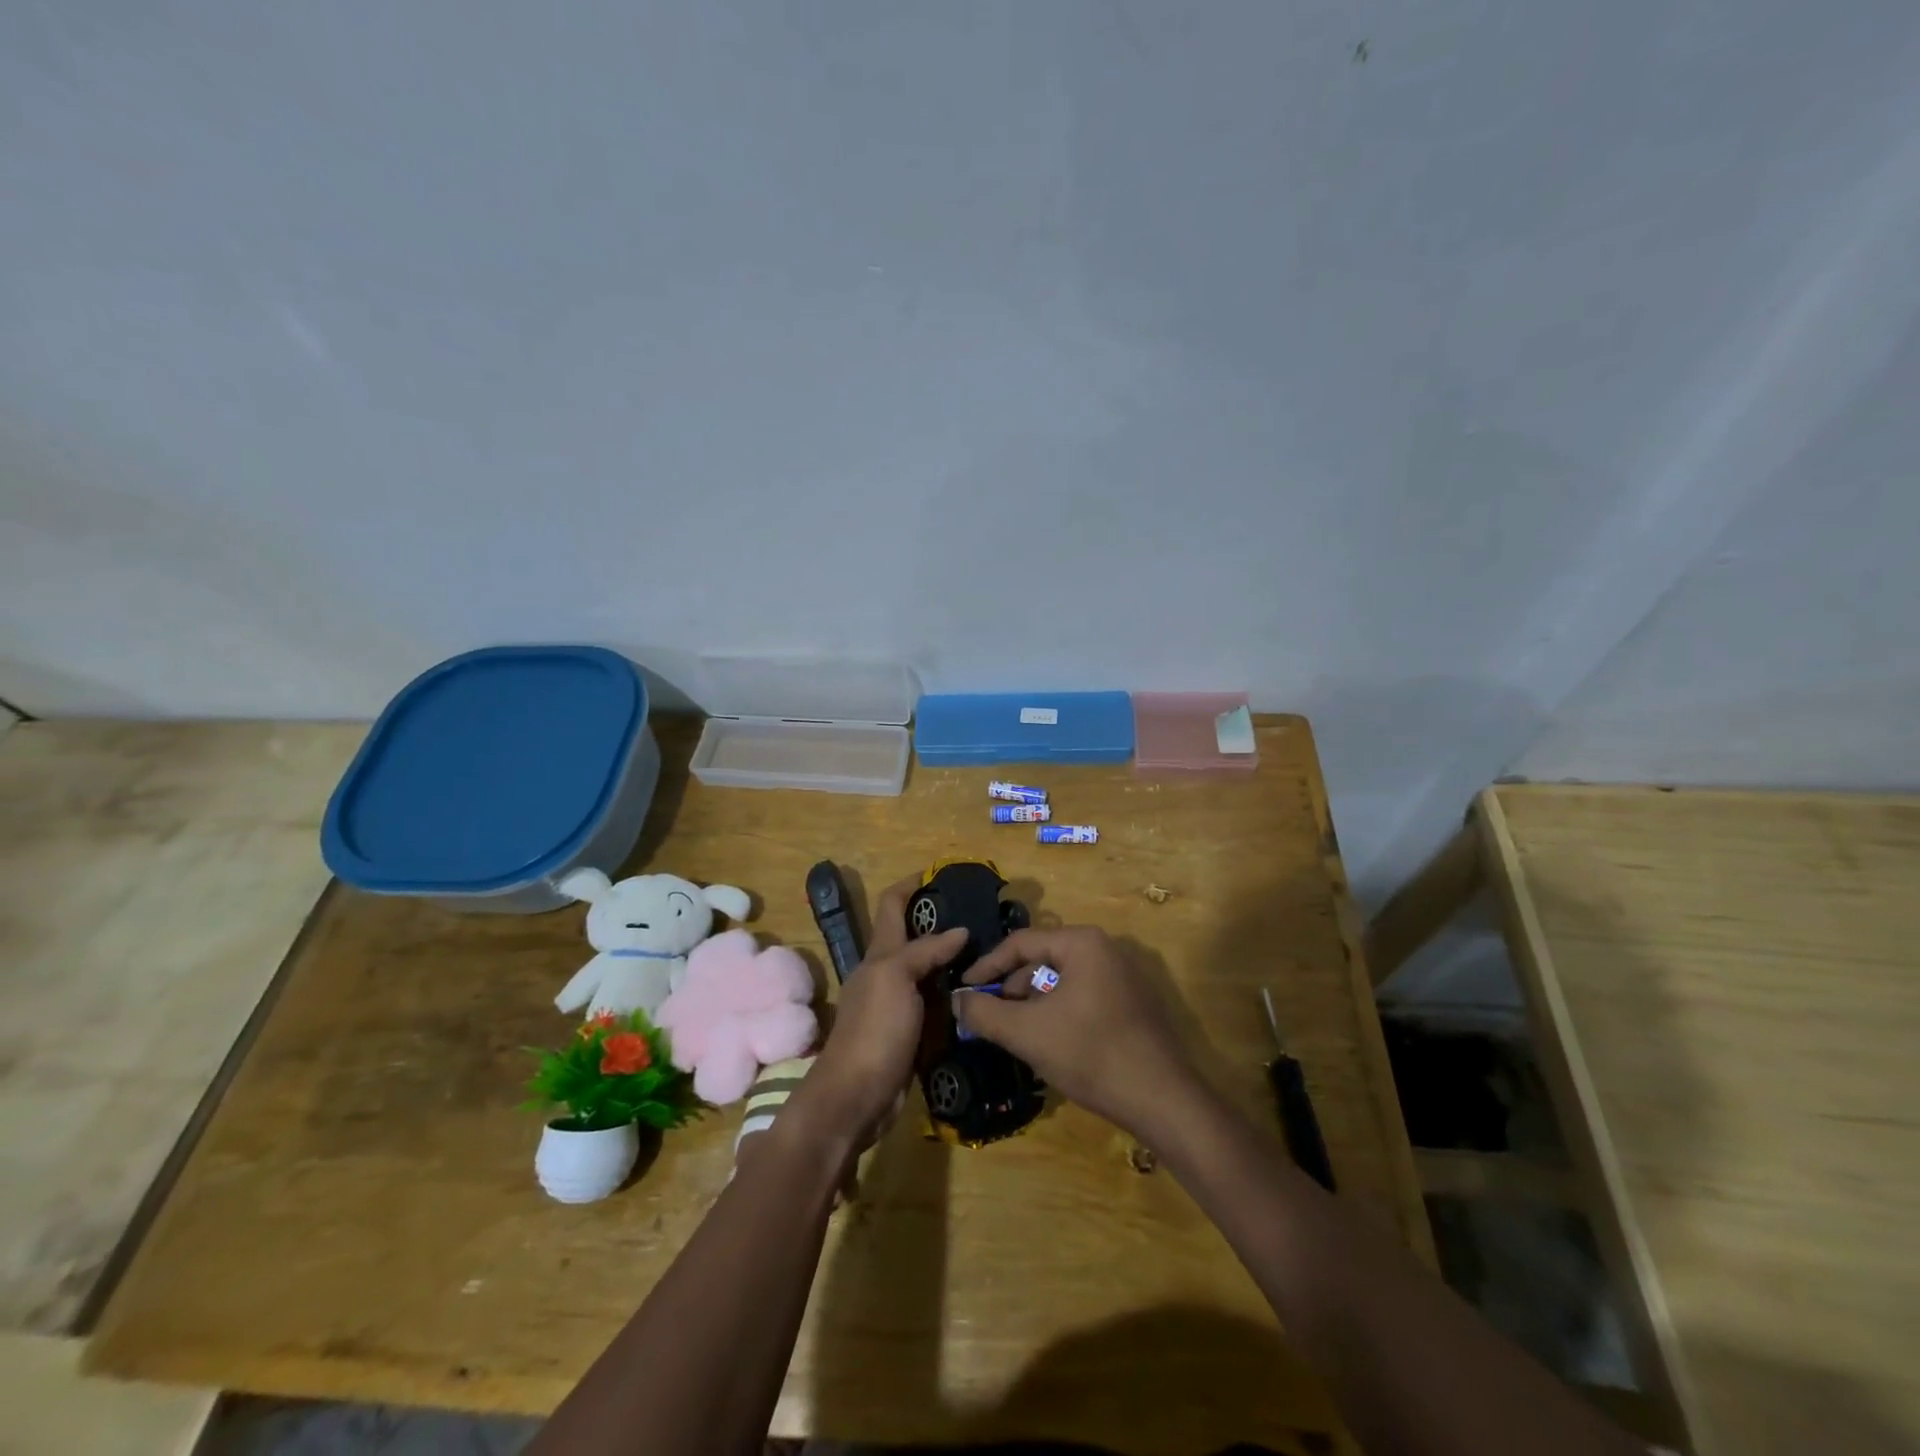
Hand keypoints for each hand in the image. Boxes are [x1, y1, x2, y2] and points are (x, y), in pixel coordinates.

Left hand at [789, 877, 965, 1145]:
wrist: (855, 1097)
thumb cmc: (873, 1030)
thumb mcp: (896, 978)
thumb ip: (925, 951)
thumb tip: (960, 930)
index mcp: (880, 954)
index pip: (892, 905)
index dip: (911, 884)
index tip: (942, 874)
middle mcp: (888, 974)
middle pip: (916, 938)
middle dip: (944, 924)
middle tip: (986, 919)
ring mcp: (900, 1006)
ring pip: (932, 973)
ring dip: (956, 963)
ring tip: (993, 955)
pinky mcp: (912, 1035)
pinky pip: (939, 1007)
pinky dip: (958, 998)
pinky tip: (982, 997)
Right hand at [954, 926, 1207, 1143]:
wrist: (1163, 1100)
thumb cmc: (1091, 1054)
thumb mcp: (1027, 1033)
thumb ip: (984, 1013)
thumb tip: (957, 1000)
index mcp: (1082, 943)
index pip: (1020, 943)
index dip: (987, 967)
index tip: (964, 991)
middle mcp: (1105, 949)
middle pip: (1042, 960)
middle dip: (1011, 989)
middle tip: (988, 1018)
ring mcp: (1123, 976)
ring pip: (1062, 981)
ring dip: (1033, 1004)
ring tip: (1015, 1034)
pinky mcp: (1132, 1003)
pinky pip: (1083, 996)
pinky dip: (1058, 1013)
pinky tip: (1049, 1043)